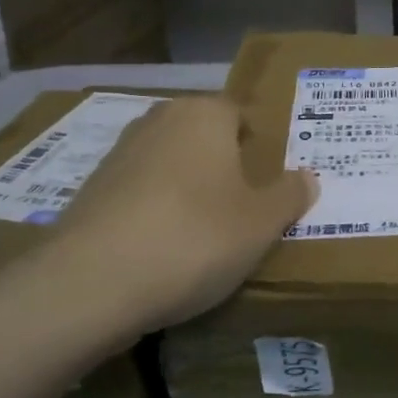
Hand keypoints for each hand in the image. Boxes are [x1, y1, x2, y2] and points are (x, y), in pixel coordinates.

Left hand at [50, 96, 315, 336]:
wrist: (91, 283)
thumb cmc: (195, 238)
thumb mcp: (261, 223)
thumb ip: (289, 195)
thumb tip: (307, 177)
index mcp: (204, 115)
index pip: (240, 113)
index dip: (258, 144)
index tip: (269, 180)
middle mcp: (159, 121)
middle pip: (203, 135)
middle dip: (223, 163)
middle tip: (244, 205)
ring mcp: (118, 154)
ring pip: (169, 163)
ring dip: (187, 187)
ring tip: (204, 231)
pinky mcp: (90, 191)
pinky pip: (139, 192)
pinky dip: (154, 211)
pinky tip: (163, 248)